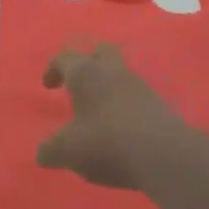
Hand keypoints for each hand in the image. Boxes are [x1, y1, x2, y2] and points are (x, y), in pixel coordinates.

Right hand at [36, 43, 208, 190]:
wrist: (166, 156)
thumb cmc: (107, 142)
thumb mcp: (68, 151)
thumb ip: (50, 150)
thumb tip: (42, 154)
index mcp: (85, 73)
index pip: (64, 58)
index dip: (53, 69)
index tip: (48, 86)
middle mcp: (112, 71)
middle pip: (99, 51)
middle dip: (87, 63)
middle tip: (78, 84)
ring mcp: (140, 86)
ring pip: (120, 73)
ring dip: (108, 86)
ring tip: (99, 111)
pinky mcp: (160, 105)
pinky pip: (136, 95)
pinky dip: (125, 105)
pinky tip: (121, 127)